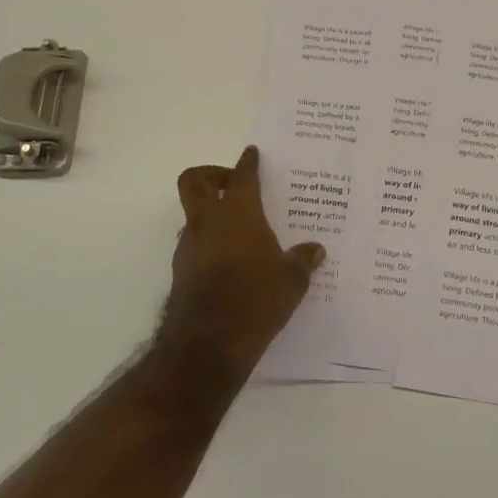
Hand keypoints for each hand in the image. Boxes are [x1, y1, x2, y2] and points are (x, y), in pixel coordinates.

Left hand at [160, 146, 323, 380]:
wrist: (207, 344)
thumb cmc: (256, 299)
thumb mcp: (291, 280)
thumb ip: (302, 260)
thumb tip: (316, 250)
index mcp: (238, 213)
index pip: (242, 176)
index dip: (247, 162)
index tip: (251, 153)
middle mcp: (208, 222)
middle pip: (195, 181)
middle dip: (211, 174)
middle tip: (232, 183)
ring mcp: (189, 247)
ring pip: (193, 215)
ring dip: (211, 215)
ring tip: (240, 231)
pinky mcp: (181, 272)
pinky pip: (194, 245)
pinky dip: (209, 245)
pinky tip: (231, 264)